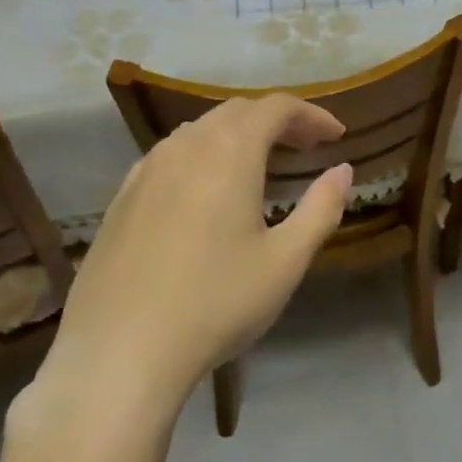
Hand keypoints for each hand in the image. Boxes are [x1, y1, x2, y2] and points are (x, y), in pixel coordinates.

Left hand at [23, 96, 352, 422]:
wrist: (118, 353)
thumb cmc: (215, 303)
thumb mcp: (285, 261)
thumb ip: (321, 208)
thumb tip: (343, 171)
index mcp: (230, 151)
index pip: (277, 108)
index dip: (312, 115)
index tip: (336, 136)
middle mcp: (186, 146)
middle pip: (238, 111)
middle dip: (278, 121)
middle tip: (306, 148)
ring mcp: (147, 169)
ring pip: (201, 130)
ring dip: (238, 135)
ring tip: (261, 166)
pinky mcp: (122, 197)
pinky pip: (171, 155)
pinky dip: (202, 155)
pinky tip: (206, 192)